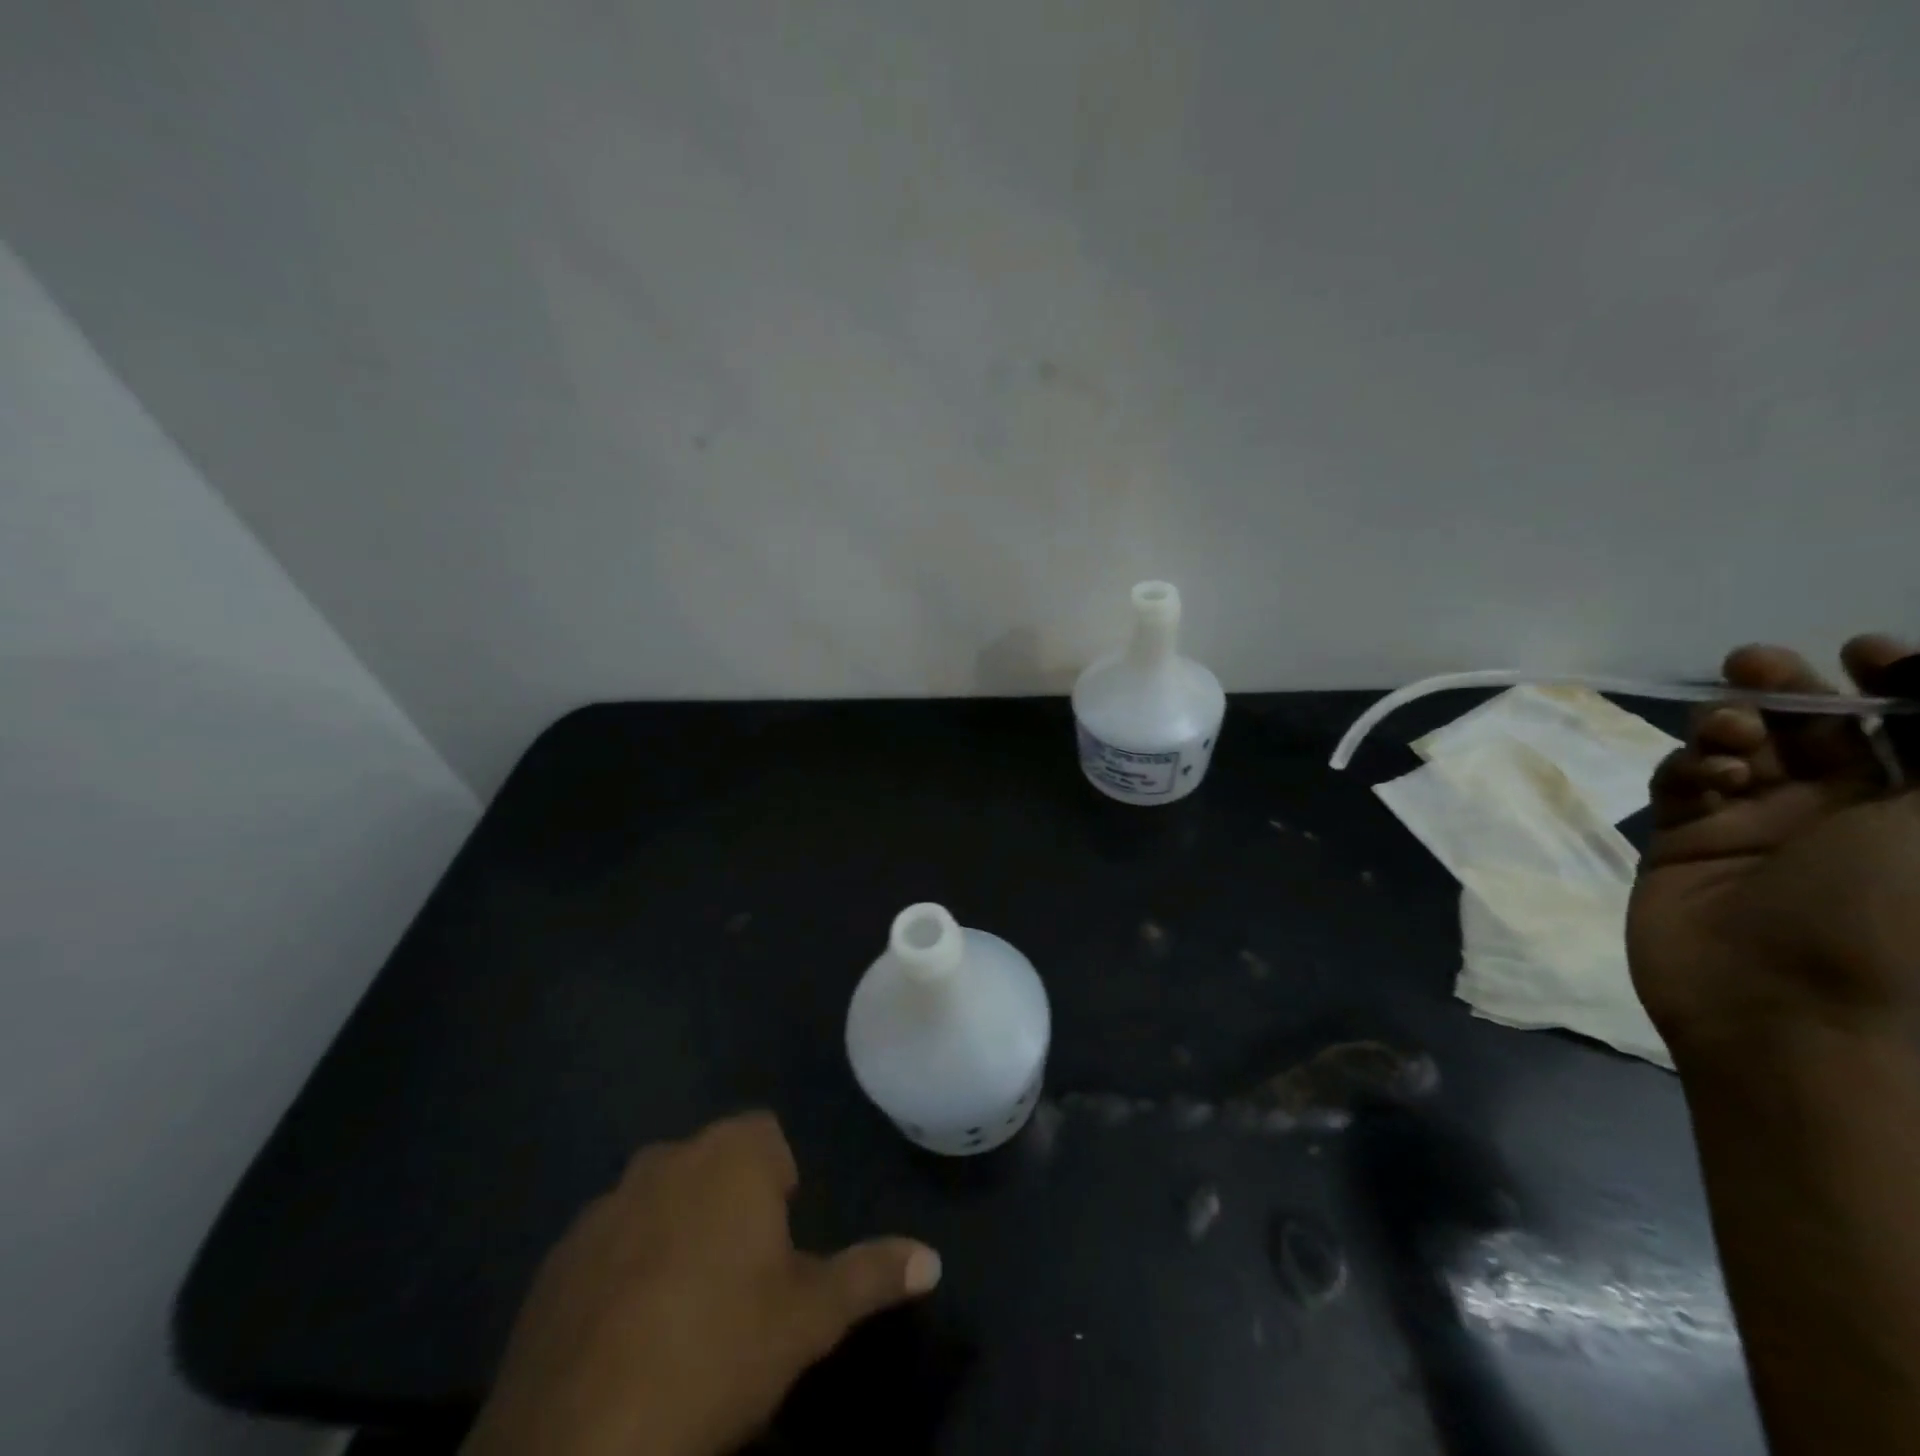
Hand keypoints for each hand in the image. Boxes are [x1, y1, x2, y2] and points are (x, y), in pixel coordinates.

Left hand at [461, 1112, 940, 1455]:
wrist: (577, 1442)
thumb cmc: (716, 1354)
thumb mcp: (809, 1319)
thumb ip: (871, 1275)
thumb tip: (932, 1258)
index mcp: (730, 1157)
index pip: (766, 1136)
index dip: (779, 1183)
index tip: (780, 1244)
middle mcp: (666, 1159)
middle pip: (712, 1163)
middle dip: (729, 1204)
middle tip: (739, 1280)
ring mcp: (604, 1205)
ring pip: (658, 1199)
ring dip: (675, 1232)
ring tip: (681, 1311)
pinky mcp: (556, 1257)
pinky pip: (606, 1244)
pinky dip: (621, 1269)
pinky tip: (623, 1337)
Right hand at [1627, 636, 1919, 1059]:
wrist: (1787, 1009)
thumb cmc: (1897, 916)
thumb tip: (1918, 670)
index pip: (1910, 726)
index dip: (1895, 679)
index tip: (1864, 650)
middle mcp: (1845, 814)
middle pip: (1816, 728)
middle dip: (1789, 688)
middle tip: (1757, 665)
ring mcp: (1757, 828)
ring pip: (1738, 749)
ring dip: (1731, 724)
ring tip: (1726, 731)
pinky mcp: (1685, 841)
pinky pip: (1681, 784)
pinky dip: (1689, 767)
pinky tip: (1704, 778)